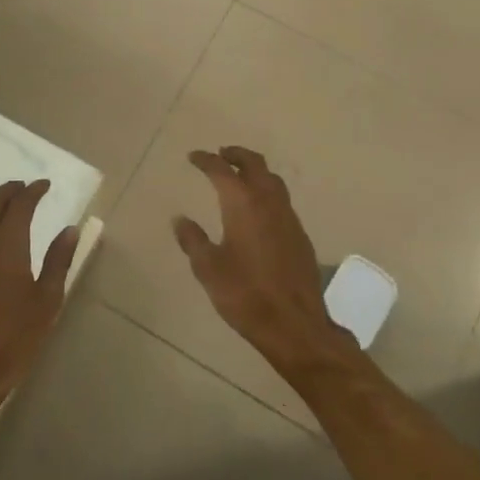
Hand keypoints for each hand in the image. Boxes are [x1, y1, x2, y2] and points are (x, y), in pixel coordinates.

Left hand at [0, 179, 77, 420]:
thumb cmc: (14, 338)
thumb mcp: (47, 301)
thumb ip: (58, 261)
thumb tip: (70, 229)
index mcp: (7, 245)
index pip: (20, 205)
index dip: (33, 191)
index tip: (44, 185)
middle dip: (9, 191)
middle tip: (25, 188)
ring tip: (9, 208)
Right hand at [174, 147, 352, 377]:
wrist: (295, 325)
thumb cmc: (245, 295)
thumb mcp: (208, 269)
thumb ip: (193, 240)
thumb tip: (180, 219)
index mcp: (243, 204)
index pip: (222, 170)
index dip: (206, 160)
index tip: (193, 157)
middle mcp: (268, 201)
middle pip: (254, 164)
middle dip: (236, 155)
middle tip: (221, 154)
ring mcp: (288, 217)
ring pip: (272, 180)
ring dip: (255, 170)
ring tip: (239, 176)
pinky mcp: (300, 235)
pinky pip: (282, 200)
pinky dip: (267, 191)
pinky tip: (258, 209)